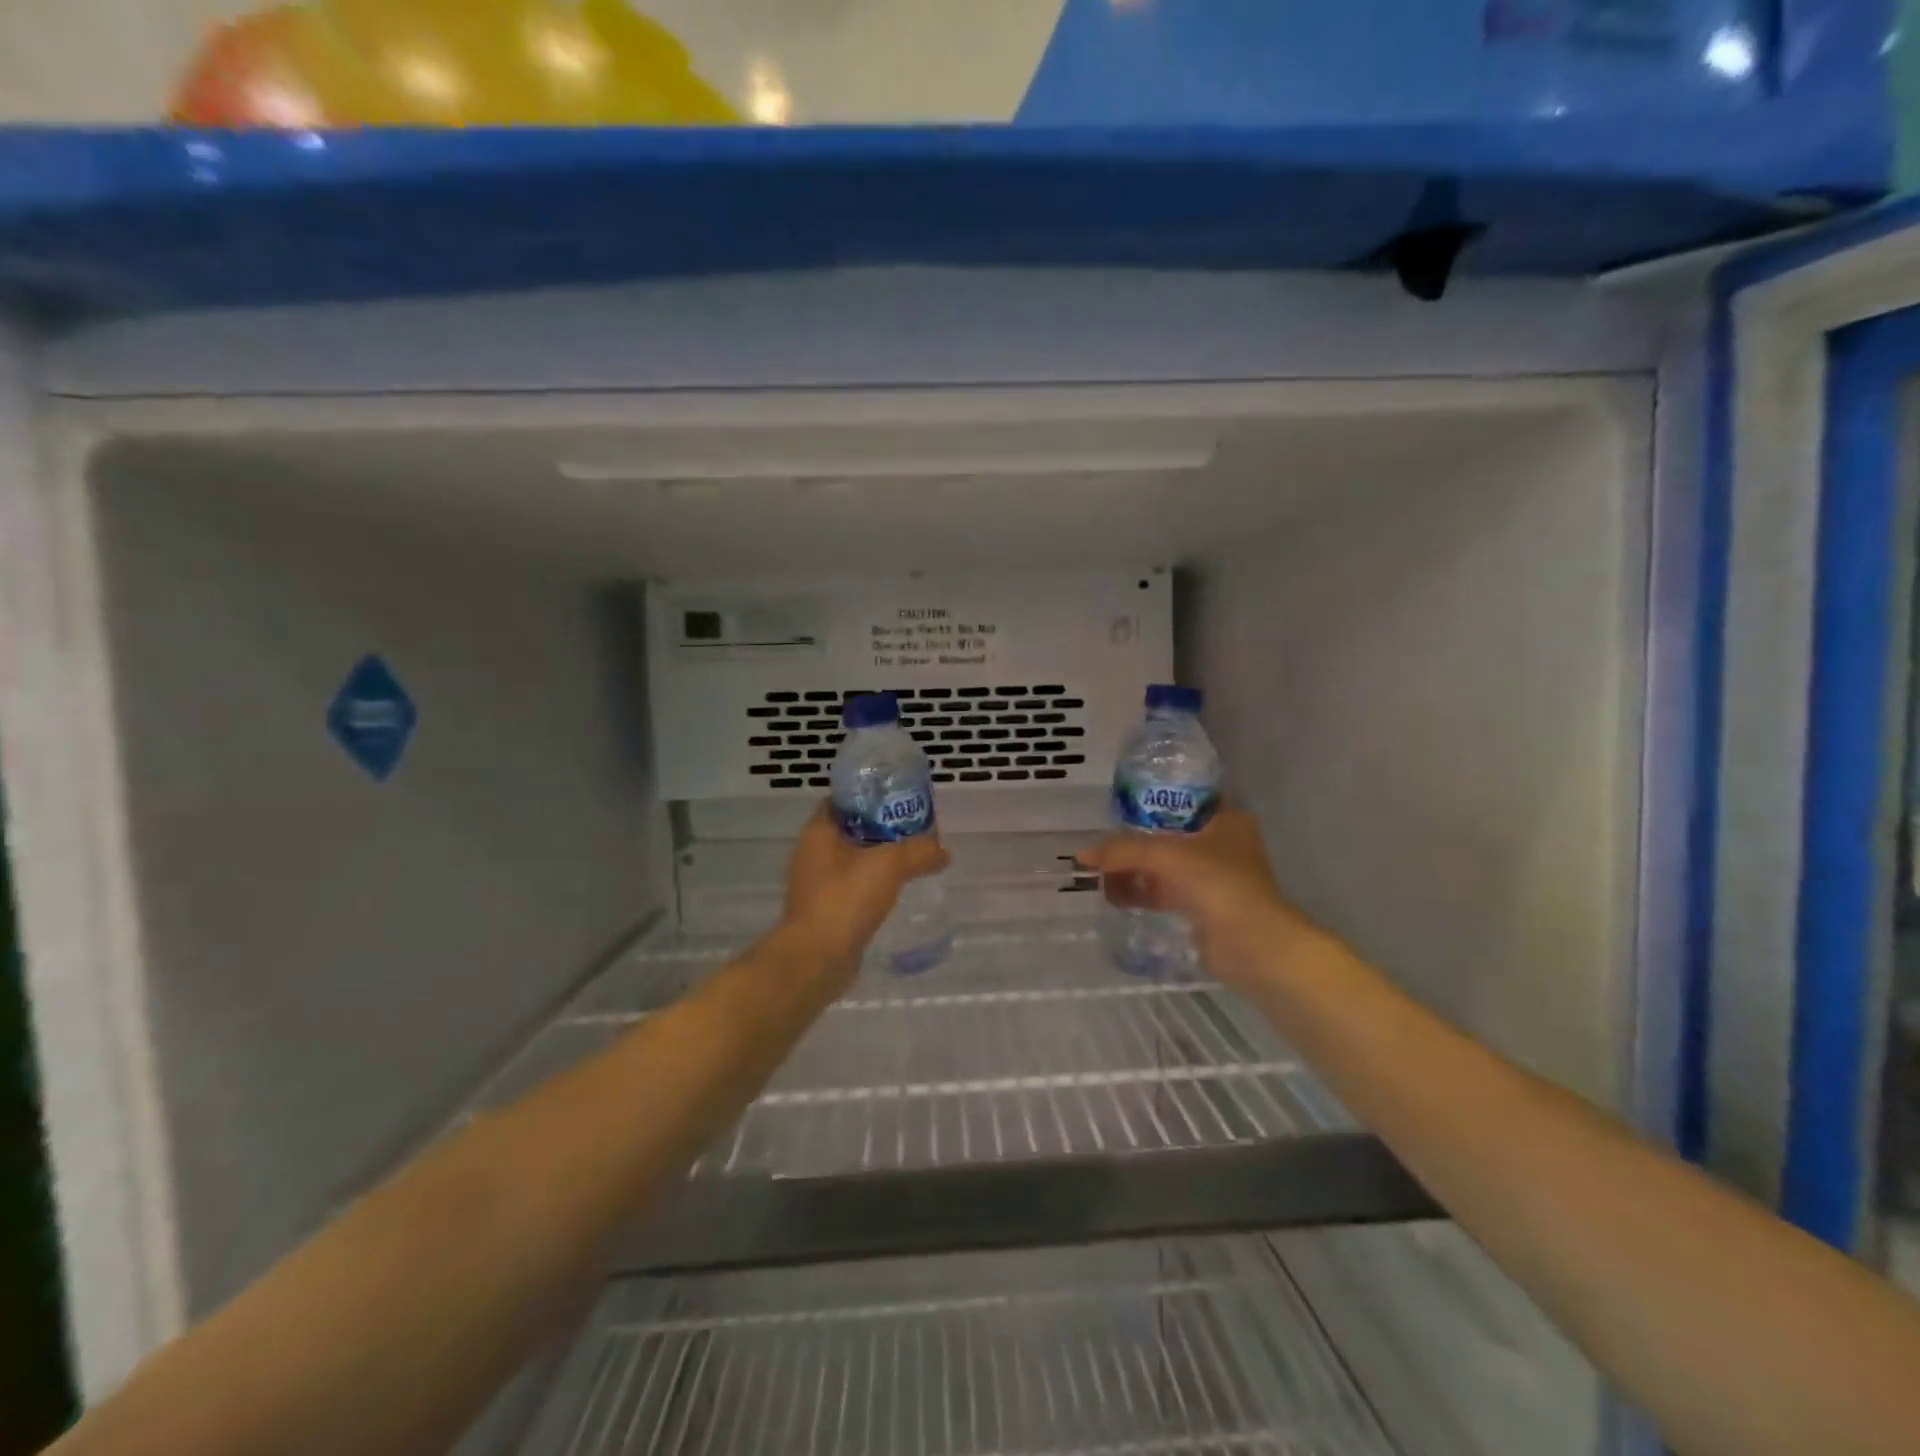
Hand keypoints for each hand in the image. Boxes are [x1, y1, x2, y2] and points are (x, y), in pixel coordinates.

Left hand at [782, 802, 950, 970]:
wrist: (817, 959)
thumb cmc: (845, 899)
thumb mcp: (889, 865)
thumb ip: (919, 852)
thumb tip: (943, 852)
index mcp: (818, 832)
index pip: (842, 800)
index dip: (869, 795)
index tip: (897, 797)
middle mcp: (812, 854)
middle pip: (851, 830)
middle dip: (881, 827)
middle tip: (913, 828)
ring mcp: (817, 884)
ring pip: (853, 860)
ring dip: (879, 858)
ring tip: (912, 857)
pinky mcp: (826, 910)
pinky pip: (854, 887)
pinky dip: (873, 884)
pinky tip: (897, 890)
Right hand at [1077, 805, 1319, 988]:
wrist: (1253, 945)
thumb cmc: (1218, 884)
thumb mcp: (1166, 856)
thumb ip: (1122, 851)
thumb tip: (1081, 854)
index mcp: (1226, 820)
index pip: (1183, 801)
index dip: (1150, 803)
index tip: (1117, 808)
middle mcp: (1222, 844)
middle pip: (1167, 836)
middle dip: (1134, 843)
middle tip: (1101, 846)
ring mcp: (1213, 878)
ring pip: (1163, 866)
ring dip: (1133, 870)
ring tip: (1099, 876)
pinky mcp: (1202, 907)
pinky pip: (1164, 893)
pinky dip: (1141, 893)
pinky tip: (1113, 896)